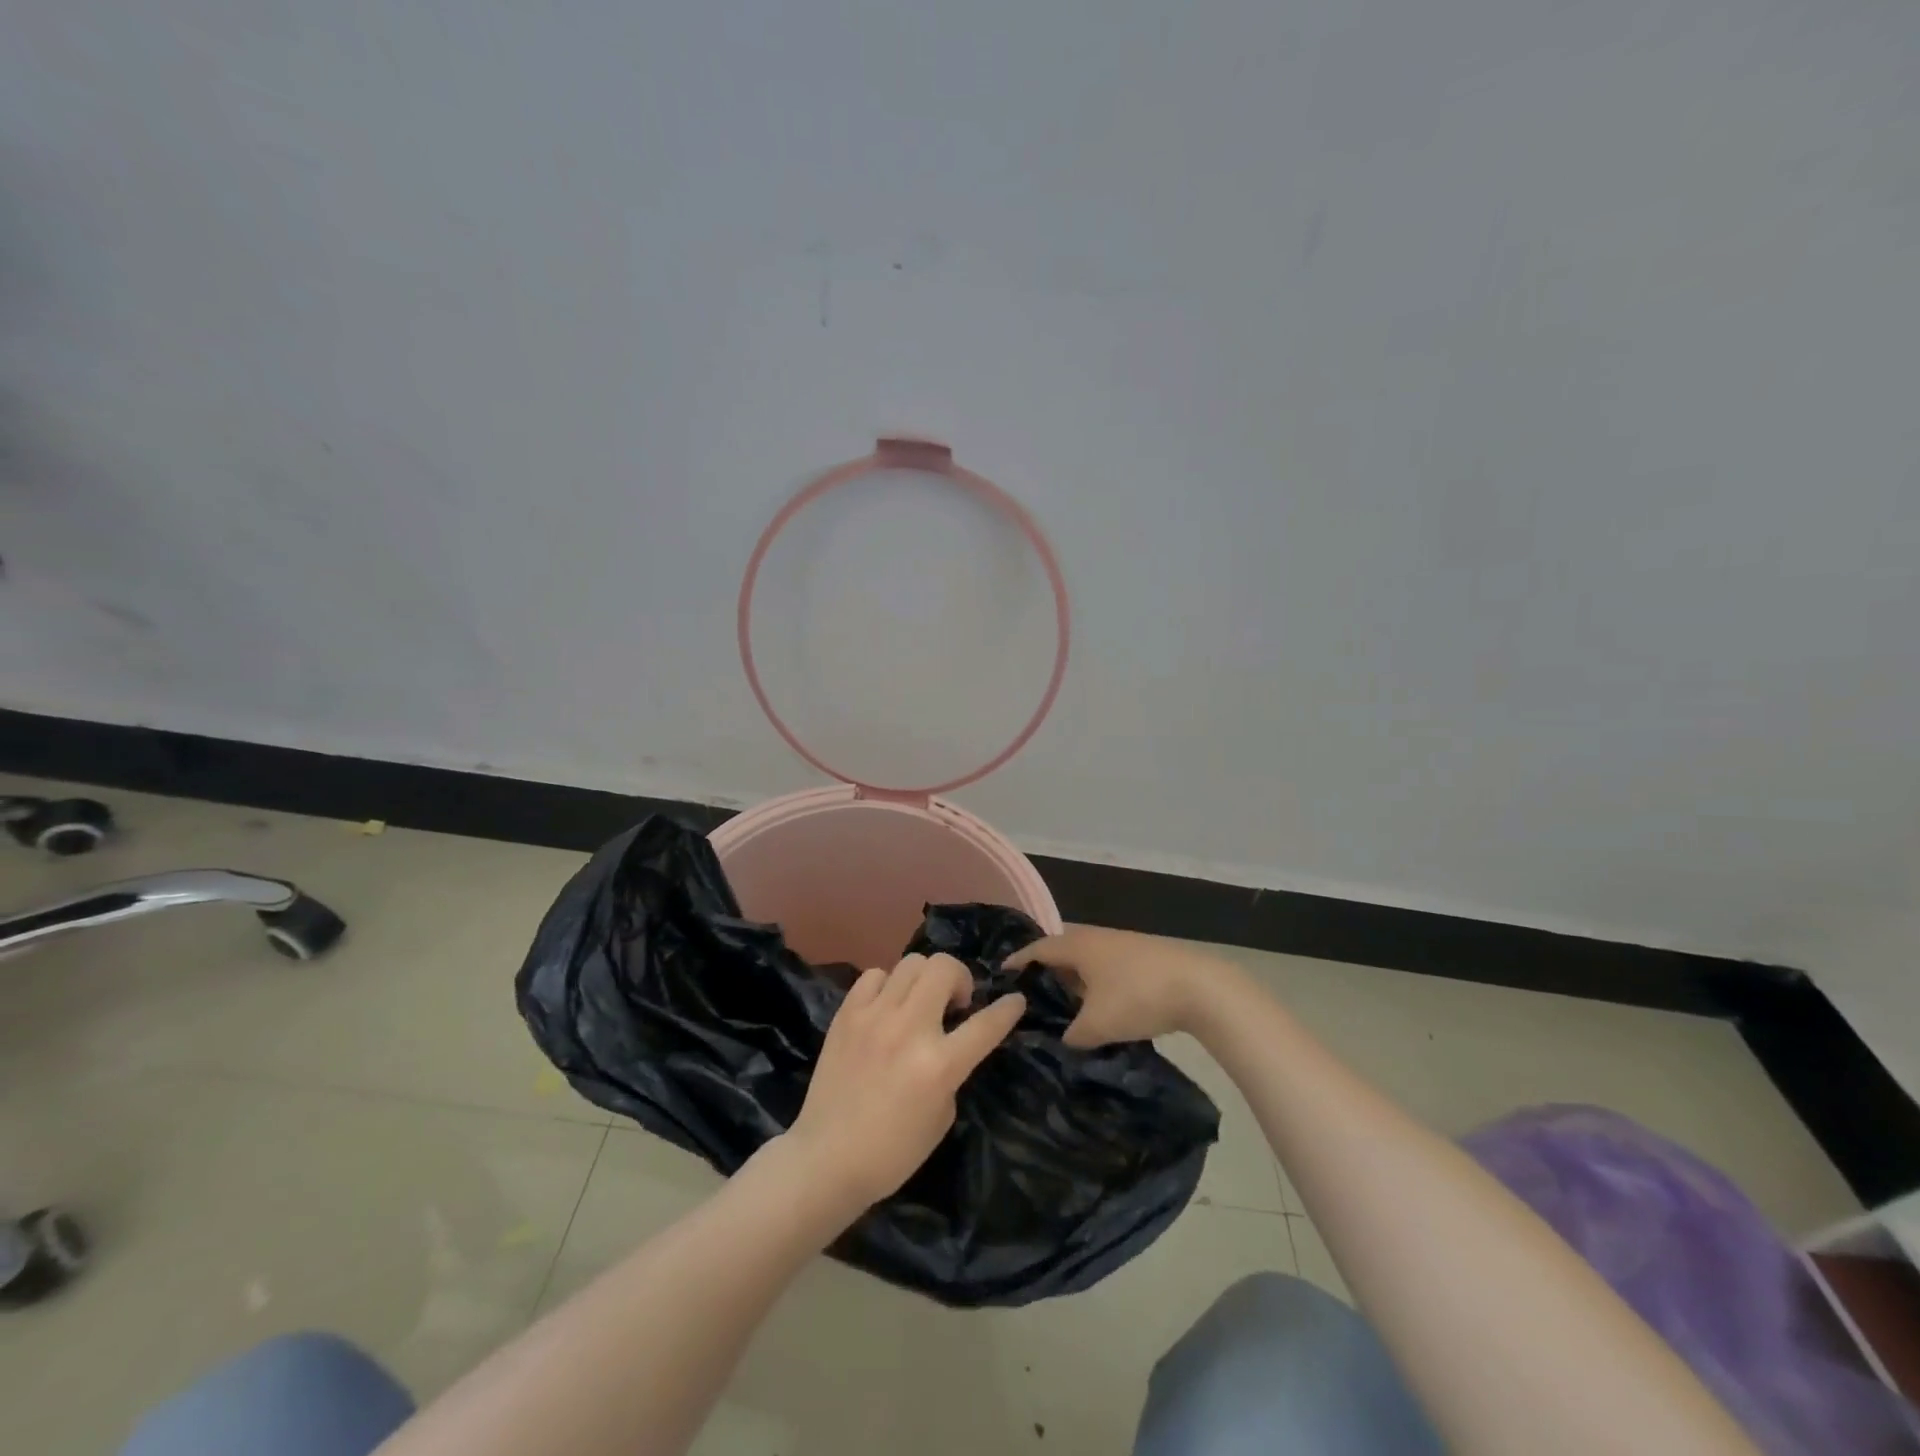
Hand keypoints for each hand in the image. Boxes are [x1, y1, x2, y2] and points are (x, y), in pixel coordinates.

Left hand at [784, 953, 1025, 1214]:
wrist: (827, 1158)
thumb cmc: (893, 1151)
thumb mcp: (942, 1115)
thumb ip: (952, 1069)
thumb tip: (949, 1040)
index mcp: (939, 1065)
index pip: (986, 1024)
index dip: (1008, 1009)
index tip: (1016, 1000)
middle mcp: (909, 1030)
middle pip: (944, 968)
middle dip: (959, 979)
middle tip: (954, 1004)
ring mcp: (874, 1016)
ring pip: (911, 963)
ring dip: (925, 979)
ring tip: (919, 1003)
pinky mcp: (846, 1014)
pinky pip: (875, 976)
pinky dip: (888, 986)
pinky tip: (886, 1007)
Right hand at [1004, 927, 1227, 1048]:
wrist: (1201, 988)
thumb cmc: (1138, 997)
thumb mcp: (1097, 1025)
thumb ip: (1072, 1034)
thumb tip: (1064, 1038)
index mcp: (1078, 945)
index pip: (1037, 949)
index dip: (1018, 962)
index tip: (1000, 975)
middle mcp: (1096, 938)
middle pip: (1062, 952)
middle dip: (1045, 972)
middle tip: (1030, 996)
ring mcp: (1122, 944)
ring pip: (1087, 960)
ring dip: (1073, 979)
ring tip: (1063, 1005)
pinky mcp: (1144, 957)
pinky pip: (1106, 967)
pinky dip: (1095, 983)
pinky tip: (1099, 1006)